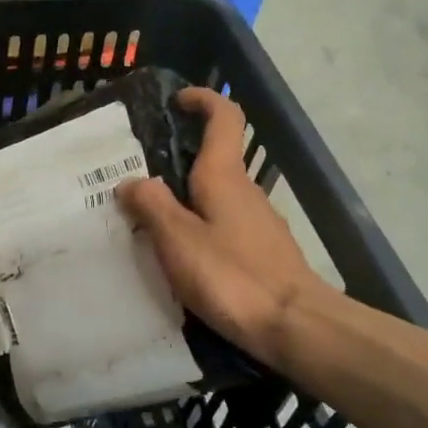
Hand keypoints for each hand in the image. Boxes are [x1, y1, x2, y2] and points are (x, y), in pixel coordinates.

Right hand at [117, 87, 328, 364]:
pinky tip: (182, 257)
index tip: (176, 101)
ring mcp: (258, 222)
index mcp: (224, 176)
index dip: (202, 100)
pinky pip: (225, 224)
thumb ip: (151, 206)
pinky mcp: (263, 251)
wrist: (296, 327)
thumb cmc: (233, 276)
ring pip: (217, 195)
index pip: (224, 118)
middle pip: (215, 158)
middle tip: (138, 177)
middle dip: (178, 158)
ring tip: (149, 222)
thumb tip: (131, 181)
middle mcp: (245, 190)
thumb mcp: (178, 240)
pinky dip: (201, 226)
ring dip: (187, 197)